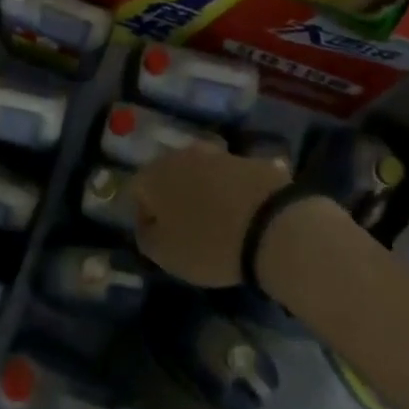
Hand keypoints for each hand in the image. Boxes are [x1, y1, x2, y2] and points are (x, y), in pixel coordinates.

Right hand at [133, 143, 289, 287]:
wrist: (273, 227)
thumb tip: (147, 224)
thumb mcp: (165, 255)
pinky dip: (233, 192)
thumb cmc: (208, 244)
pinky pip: (232, 177)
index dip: (144, 216)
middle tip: (186, 227)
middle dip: (173, 198)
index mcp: (154, 175)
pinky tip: (244, 215)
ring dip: (204, 192)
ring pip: (201, 172)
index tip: (159, 239)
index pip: (136, 191)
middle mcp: (182, 155)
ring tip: (218, 221)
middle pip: (168, 175)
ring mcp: (218, 154)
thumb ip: (146, 236)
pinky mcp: (250, 160)